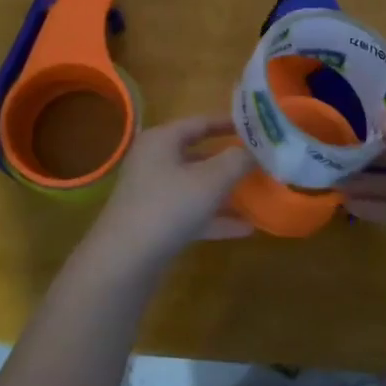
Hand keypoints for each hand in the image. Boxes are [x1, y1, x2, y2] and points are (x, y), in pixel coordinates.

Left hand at [80, 116, 253, 273]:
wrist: (124, 262)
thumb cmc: (168, 207)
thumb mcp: (211, 180)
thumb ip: (237, 161)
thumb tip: (256, 150)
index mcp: (162, 140)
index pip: (200, 122)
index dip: (230, 123)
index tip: (258, 128)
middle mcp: (154, 162)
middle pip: (199, 154)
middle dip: (230, 160)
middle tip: (261, 162)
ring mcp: (153, 194)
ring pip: (196, 186)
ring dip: (226, 191)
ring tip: (258, 194)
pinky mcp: (155, 223)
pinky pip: (191, 213)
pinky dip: (216, 218)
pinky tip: (246, 228)